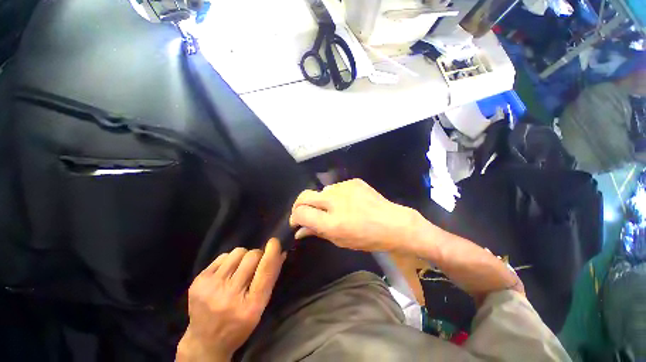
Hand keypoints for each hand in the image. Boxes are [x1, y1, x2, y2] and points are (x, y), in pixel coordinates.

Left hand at [177, 239, 285, 361]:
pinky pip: (223, 256)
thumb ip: (271, 279)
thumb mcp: (260, 307)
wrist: (204, 341)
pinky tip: (225, 275)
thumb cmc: (239, 325)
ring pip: (237, 252)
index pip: (265, 270)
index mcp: (250, 306)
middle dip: (258, 256)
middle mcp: (230, 295)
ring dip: (243, 257)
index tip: (274, 241)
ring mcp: (211, 287)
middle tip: (255, 266)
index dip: (272, 252)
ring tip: (239, 270)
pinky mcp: (198, 281)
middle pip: (252, 256)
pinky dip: (229, 261)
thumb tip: (281, 253)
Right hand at [289, 179, 418, 251]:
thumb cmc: (367, 238)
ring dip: (321, 200)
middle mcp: (334, 201)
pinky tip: (348, 202)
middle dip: (299, 205)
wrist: (393, 223)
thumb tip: (299, 230)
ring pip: (321, 191)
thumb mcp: (340, 240)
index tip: (298, 222)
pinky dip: (336, 195)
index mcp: (331, 222)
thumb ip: (317, 232)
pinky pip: (336, 187)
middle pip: (304, 196)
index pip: (300, 213)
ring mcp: (344, 187)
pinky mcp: (353, 181)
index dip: (295, 217)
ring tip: (335, 209)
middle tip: (305, 212)